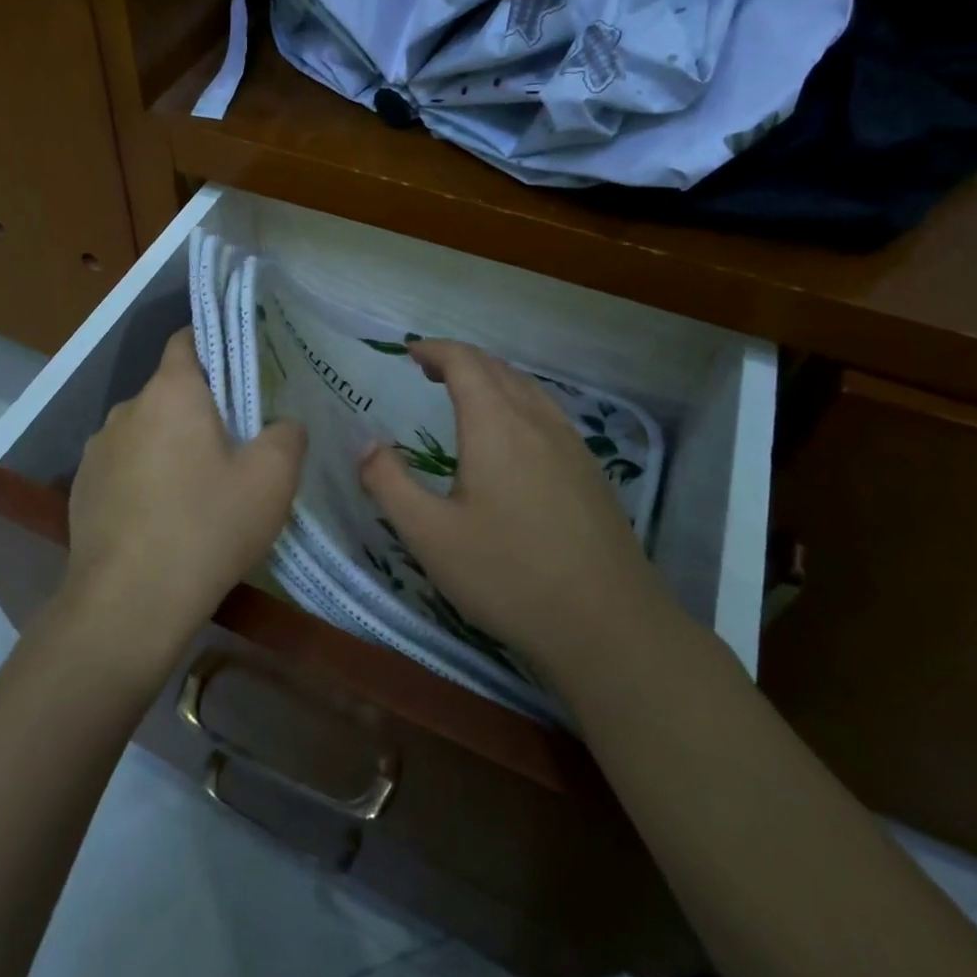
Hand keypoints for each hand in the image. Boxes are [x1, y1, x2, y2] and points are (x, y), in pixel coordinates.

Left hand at [63, 329, 305, 672]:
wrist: (128, 604)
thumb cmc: (206, 527)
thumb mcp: (271, 480)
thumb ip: (287, 436)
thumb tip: (283, 424)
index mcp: (170, 391)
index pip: (188, 340)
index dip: (216, 347)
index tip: (241, 373)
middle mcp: (127, 408)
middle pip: (170, 392)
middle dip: (201, 411)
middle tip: (235, 447)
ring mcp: (97, 450)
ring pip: (146, 433)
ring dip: (170, 448)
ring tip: (198, 492)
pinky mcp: (82, 489)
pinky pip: (124, 468)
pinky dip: (144, 480)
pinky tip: (163, 521)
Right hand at [357, 339, 648, 658]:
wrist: (609, 626)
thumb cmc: (509, 576)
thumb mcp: (430, 536)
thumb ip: (389, 484)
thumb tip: (367, 445)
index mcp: (497, 426)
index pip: (465, 362)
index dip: (434, 349)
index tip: (408, 351)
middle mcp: (537, 422)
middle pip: (497, 368)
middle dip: (459, 359)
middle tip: (427, 370)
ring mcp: (571, 445)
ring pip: (527, 388)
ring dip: (491, 378)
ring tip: (463, 394)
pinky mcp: (590, 471)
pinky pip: (546, 413)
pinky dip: (516, 401)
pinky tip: (510, 437)